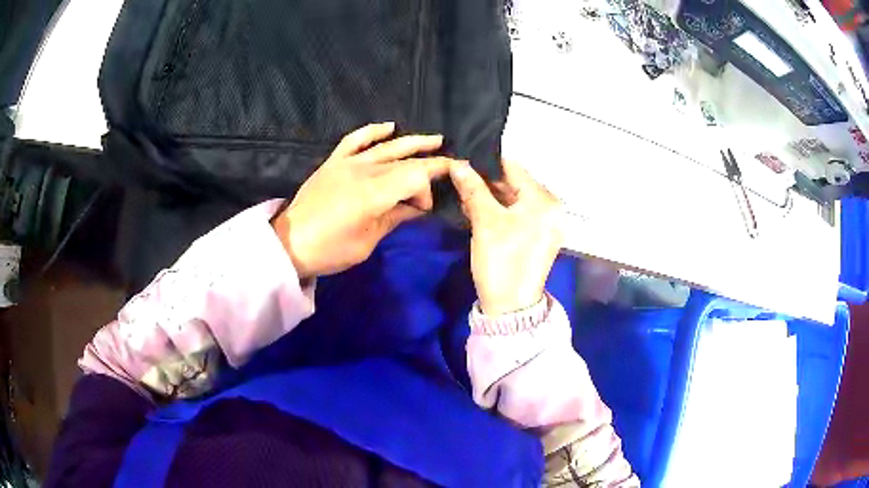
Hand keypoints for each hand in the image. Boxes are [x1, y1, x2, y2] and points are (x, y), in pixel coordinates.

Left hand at [273, 122, 453, 278]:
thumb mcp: (367, 242)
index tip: (424, 210)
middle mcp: (363, 170)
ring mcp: (347, 163)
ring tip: (436, 139)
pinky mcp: (334, 162)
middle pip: (406, 161)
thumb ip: (394, 218)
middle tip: (452, 165)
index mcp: (374, 193)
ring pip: (387, 146)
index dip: (427, 191)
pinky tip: (389, 127)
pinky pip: (355, 139)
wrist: (289, 244)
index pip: (415, 178)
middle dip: (431, 163)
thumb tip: (417, 207)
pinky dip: (373, 131)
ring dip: (414, 142)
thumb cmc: (329, 250)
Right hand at [449, 160, 563, 315]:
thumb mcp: (485, 222)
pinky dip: (500, 211)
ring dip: (491, 197)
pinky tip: (478, 210)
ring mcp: (546, 224)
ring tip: (464, 193)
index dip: (486, 164)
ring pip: (515, 200)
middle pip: (515, 184)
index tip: (463, 159)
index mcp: (545, 201)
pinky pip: (518, 215)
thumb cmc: (501, 260)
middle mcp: (551, 208)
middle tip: (460, 178)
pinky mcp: (539, 237)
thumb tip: (457, 164)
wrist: (510, 307)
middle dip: (487, 182)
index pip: (514, 169)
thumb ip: (473, 189)